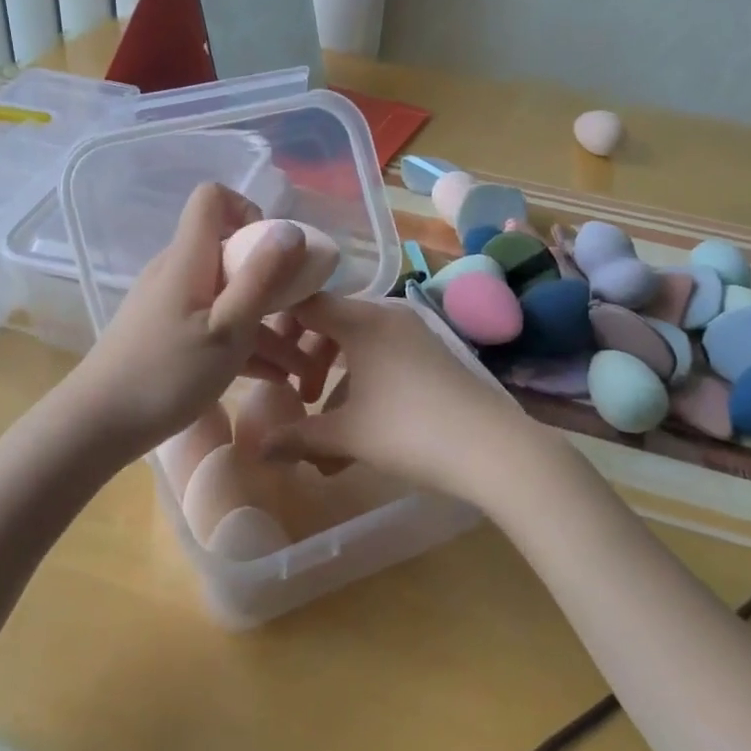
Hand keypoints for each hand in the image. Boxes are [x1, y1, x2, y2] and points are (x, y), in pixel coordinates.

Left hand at [60, 183, 318, 459]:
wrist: (98, 424)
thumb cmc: (168, 374)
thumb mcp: (228, 327)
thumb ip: (262, 277)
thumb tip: (291, 228)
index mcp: (189, 258)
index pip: (212, 199)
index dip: (248, 211)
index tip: (274, 253)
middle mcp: (178, 271)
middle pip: (230, 253)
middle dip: (273, 281)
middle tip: (304, 317)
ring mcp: (171, 304)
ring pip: (227, 297)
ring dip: (266, 324)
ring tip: (303, 367)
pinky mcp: (168, 334)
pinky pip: (214, 324)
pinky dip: (244, 343)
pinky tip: (276, 378)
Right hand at [257, 294, 542, 507]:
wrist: (494, 450)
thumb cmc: (409, 431)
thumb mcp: (347, 435)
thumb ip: (297, 437)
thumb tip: (256, 448)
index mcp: (361, 319)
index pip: (305, 301)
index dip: (276, 319)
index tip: (257, 346)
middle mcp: (387, 314)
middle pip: (330, 323)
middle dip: (305, 359)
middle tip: (292, 393)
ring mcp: (413, 334)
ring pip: (356, 345)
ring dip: (333, 380)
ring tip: (320, 427)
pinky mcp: (431, 356)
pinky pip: (381, 358)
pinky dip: (362, 385)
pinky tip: (356, 432)